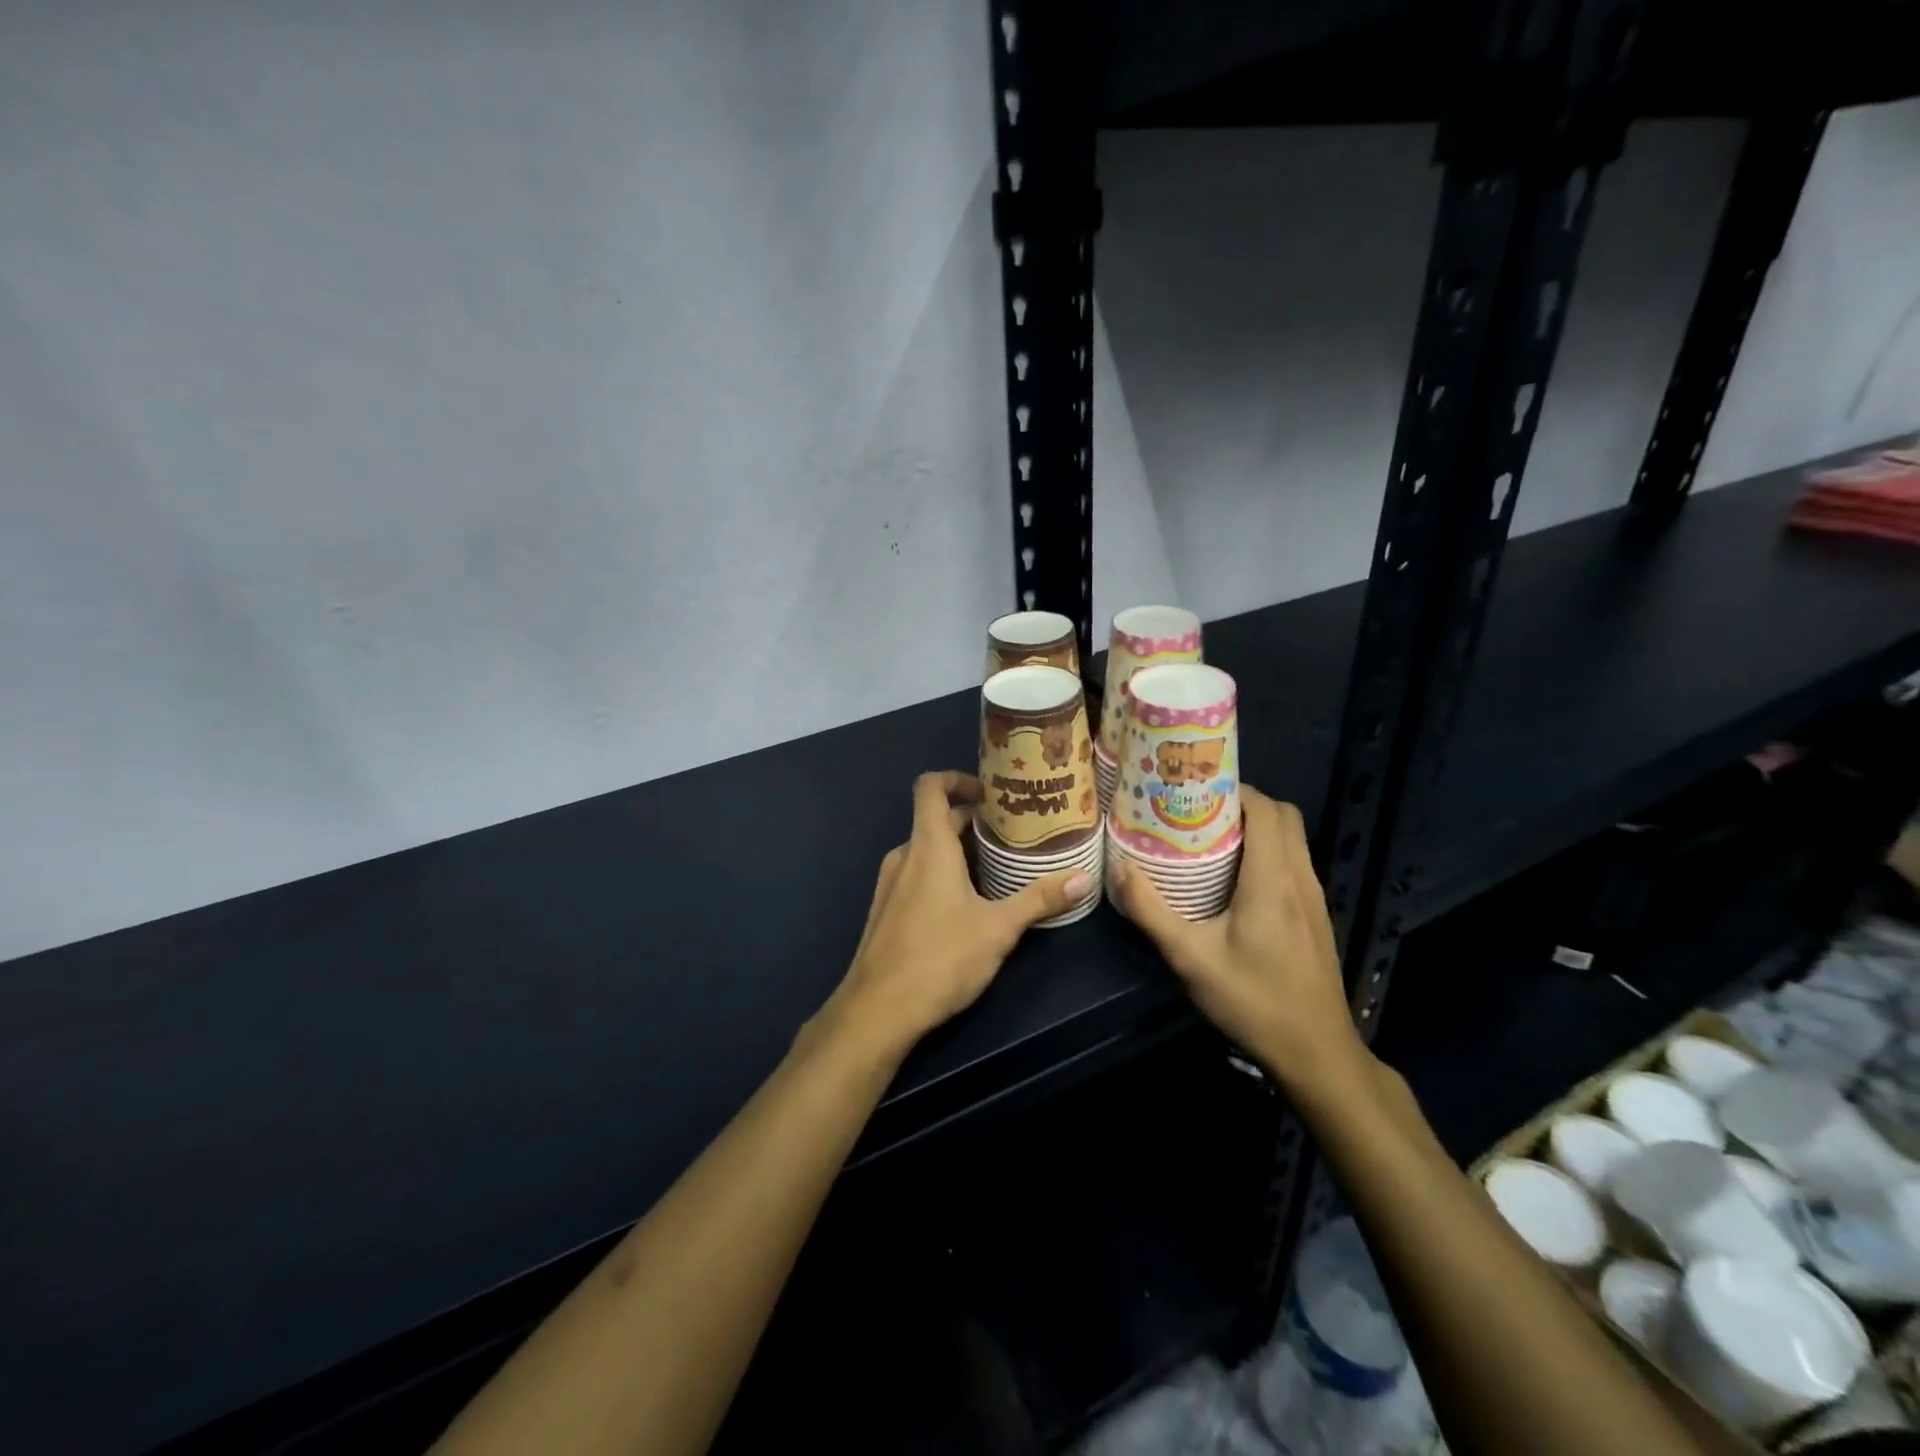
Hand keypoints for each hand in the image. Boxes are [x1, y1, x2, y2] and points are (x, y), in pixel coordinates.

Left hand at [820, 771, 1093, 1059]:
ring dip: (959, 851)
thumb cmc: (940, 958)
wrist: (878, 1010)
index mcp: (928, 846)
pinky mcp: (885, 910)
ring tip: (999, 868)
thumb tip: (1082, 878)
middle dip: (973, 823)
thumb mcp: (998, 929)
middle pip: (936, 820)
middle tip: (1013, 835)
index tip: (990, 793)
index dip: (956, 779)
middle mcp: (904, 856)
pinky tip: (968, 903)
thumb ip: (1039, 899)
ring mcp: (889, 884)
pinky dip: (941, 873)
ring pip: (926, 850)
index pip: (931, 787)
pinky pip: (916, 874)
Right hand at [1108, 786, 1365, 1091]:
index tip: (1196, 789)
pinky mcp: (1316, 916)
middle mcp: (1300, 878)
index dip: (1235, 789)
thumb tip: (1118, 867)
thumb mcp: (1190, 958)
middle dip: (1245, 803)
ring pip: (1294, 840)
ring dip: (1259, 827)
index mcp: (1272, 879)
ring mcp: (1314, 898)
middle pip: (1285, 817)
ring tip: (1211, 837)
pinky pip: (1295, 863)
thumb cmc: (1252, 1001)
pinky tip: (1235, 878)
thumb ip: (1151, 910)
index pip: (1266, 810)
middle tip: (1199, 811)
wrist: (1316, 1052)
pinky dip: (1269, 852)